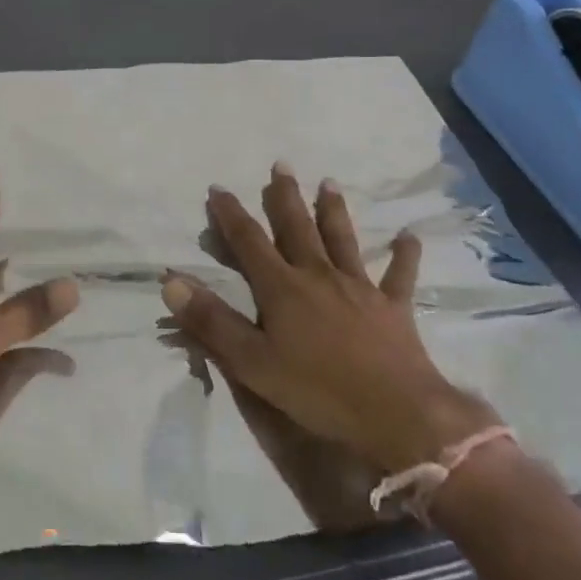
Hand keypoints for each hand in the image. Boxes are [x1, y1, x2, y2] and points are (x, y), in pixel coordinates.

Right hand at [162, 164, 499, 474]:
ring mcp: (359, 288)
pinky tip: (410, 236)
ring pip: (342, 239)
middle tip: (281, 165)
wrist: (397, 414)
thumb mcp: (252, 363)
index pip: (249, 241)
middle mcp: (318, 275)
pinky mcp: (393, 307)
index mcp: (282, 287)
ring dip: (334, 210)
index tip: (218, 188)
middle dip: (284, 196)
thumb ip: (211, 321)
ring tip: (329, 182)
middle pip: (297, 227)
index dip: (231, 214)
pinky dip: (404, 255)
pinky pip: (399, 276)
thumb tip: (171, 281)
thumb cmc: (318, 390)